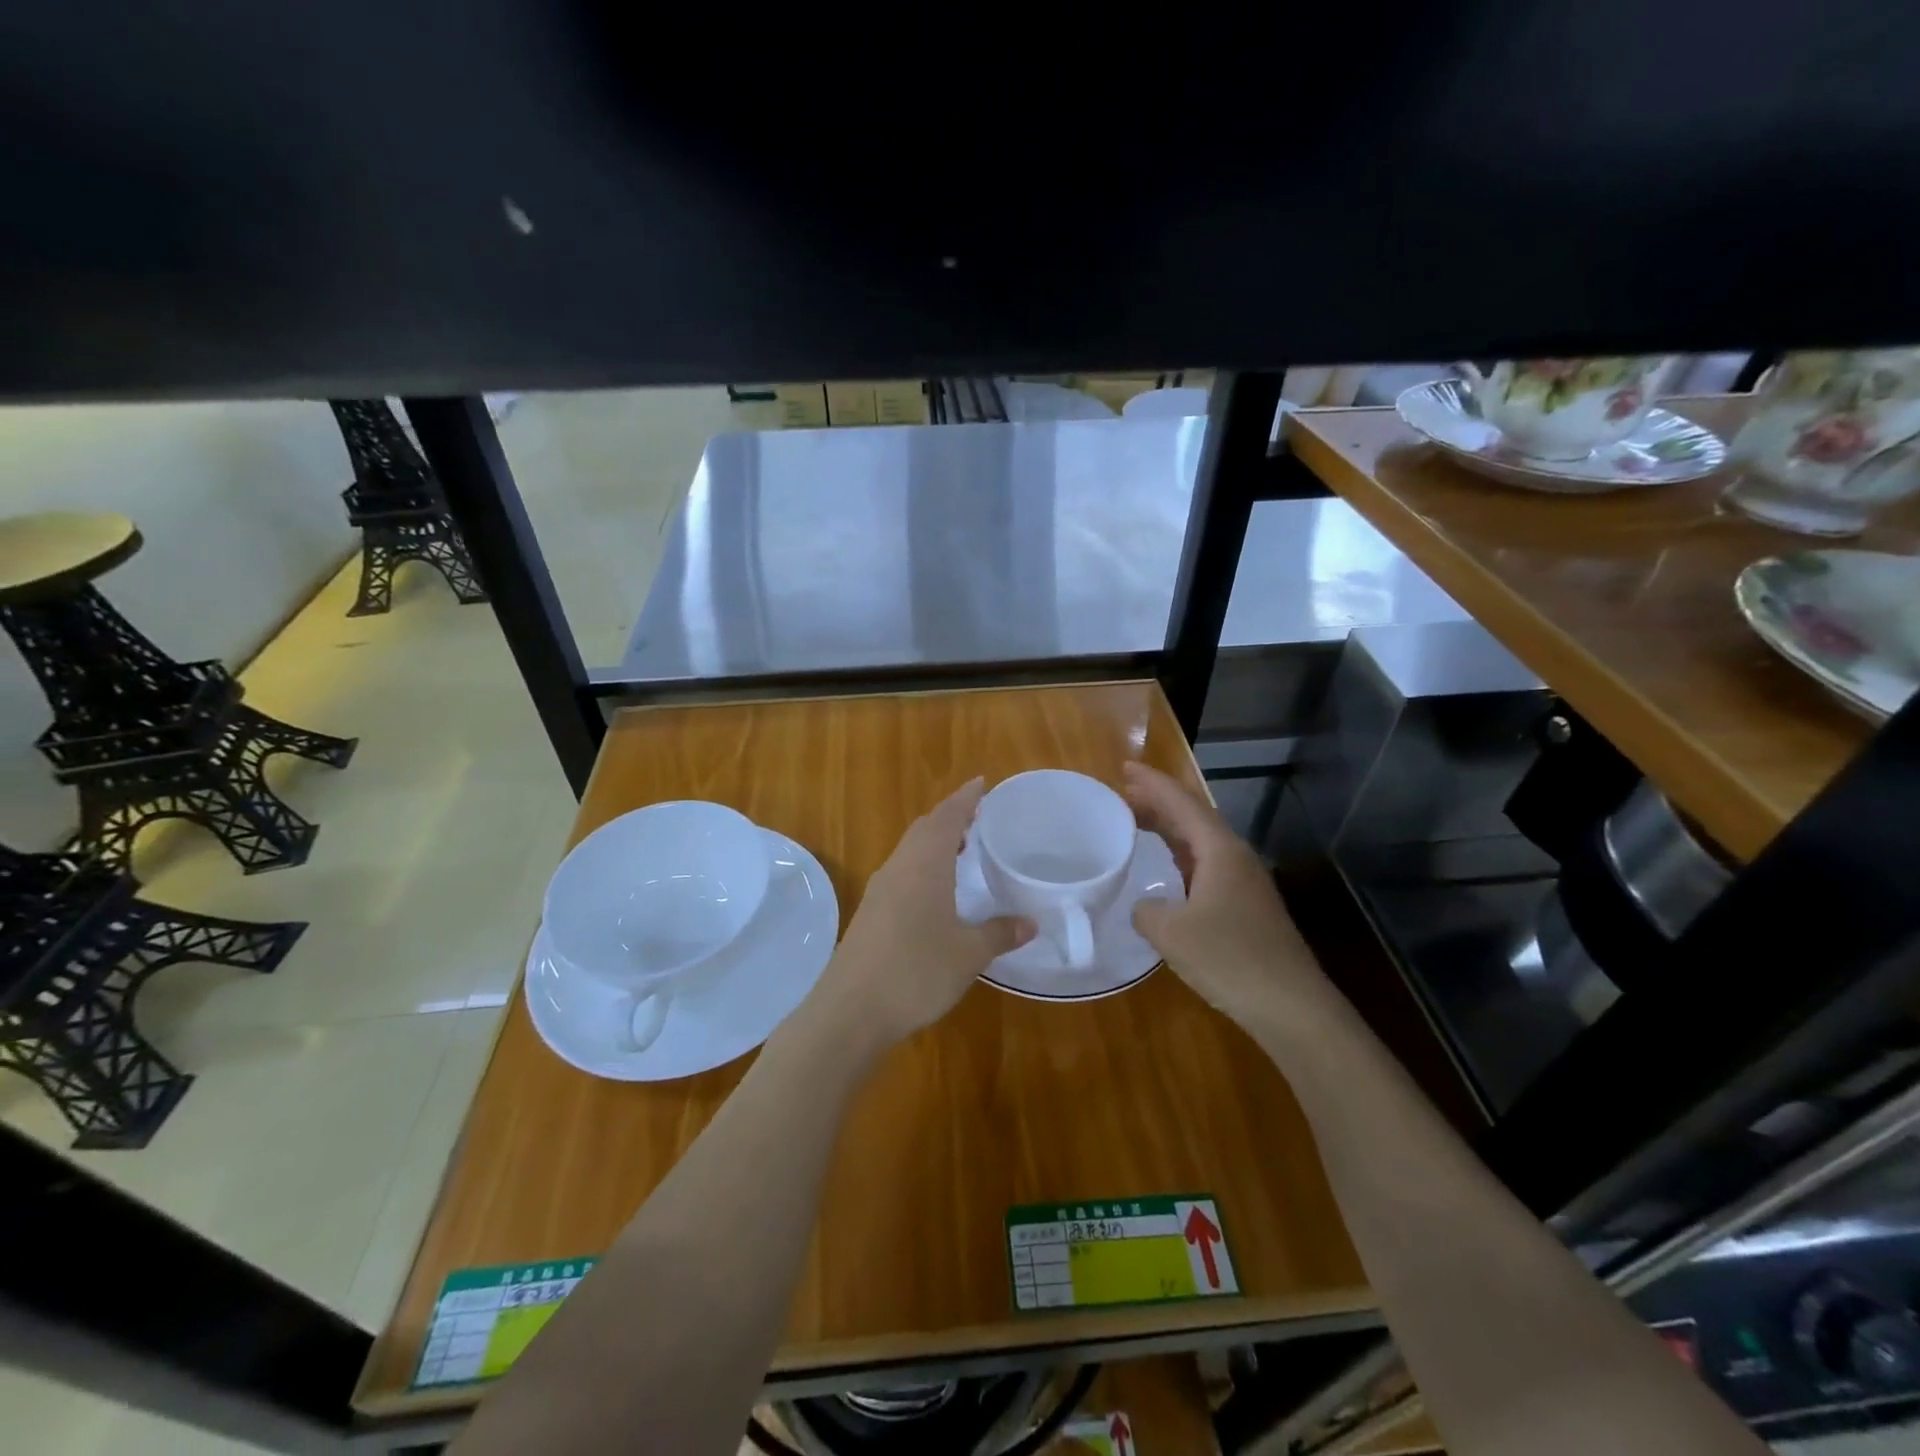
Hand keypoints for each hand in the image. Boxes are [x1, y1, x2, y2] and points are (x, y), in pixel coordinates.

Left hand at [807, 778, 1033, 1048]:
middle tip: (977, 816)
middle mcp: (899, 867)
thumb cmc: (916, 971)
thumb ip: (1000, 934)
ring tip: (961, 849)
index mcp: (924, 864)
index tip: (982, 783)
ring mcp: (880, 890)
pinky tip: (935, 891)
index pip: (947, 817)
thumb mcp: (968, 954)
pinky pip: (901, 873)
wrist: (850, 1010)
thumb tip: (1031, 923)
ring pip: (910, 851)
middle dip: (951, 817)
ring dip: (935, 842)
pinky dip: (923, 866)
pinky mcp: (870, 913)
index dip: (966, 798)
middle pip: (925, 829)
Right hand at [1123, 762, 1338, 1031]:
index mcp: (1220, 851)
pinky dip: (1179, 857)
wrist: (1291, 1006)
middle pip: (1193, 817)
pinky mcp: (1246, 907)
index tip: (1124, 767)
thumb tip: (1145, 907)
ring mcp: (1245, 883)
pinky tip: (1166, 870)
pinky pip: (1205, 866)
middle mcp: (1235, 858)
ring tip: (1137, 822)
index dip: (1152, 784)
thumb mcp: (1171, 932)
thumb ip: (1146, 910)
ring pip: (1201, 843)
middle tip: (1123, 792)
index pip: (1182, 803)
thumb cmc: (1229, 958)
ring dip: (1169, 829)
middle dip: (1159, 802)